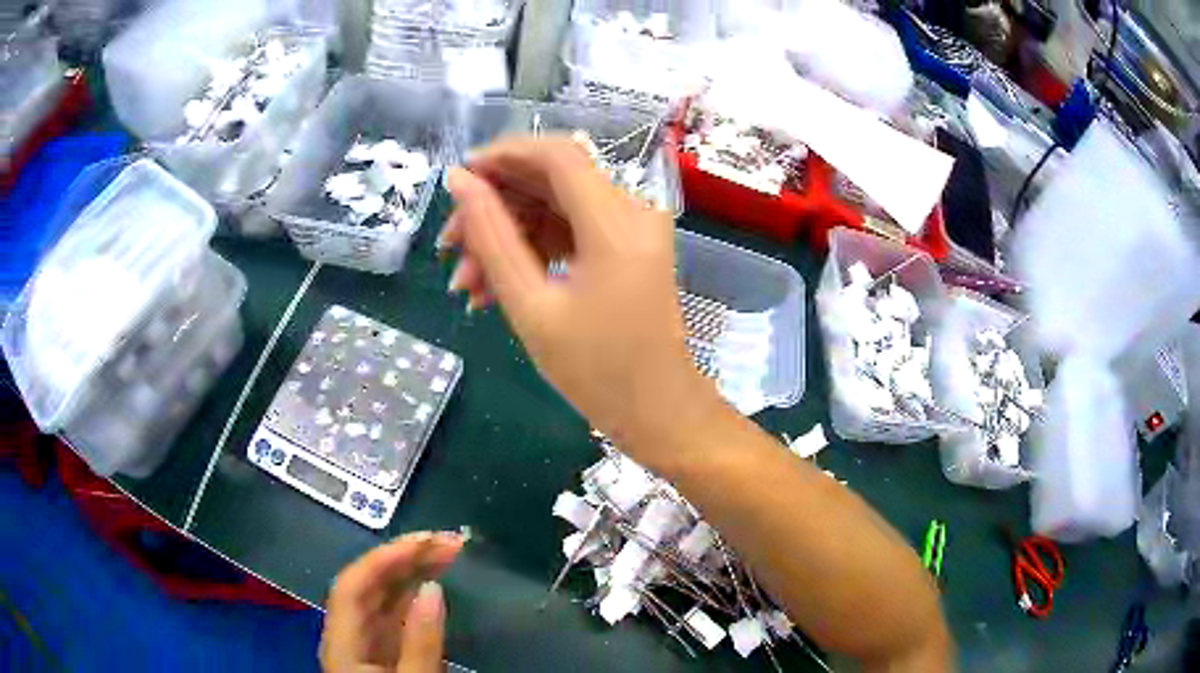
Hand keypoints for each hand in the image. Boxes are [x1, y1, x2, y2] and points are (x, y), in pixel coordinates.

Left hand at [321, 532, 463, 672]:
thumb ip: (420, 642)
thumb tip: (433, 588)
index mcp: (342, 642)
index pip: (352, 585)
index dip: (383, 557)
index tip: (424, 541)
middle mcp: (348, 636)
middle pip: (367, 586)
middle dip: (403, 558)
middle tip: (448, 541)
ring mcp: (366, 646)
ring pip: (383, 600)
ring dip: (412, 573)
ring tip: (447, 554)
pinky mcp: (384, 656)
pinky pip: (396, 617)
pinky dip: (415, 598)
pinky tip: (435, 588)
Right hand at [439, 137, 715, 453]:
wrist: (657, 410)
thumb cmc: (597, 372)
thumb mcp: (531, 306)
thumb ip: (492, 237)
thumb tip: (460, 182)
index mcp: (616, 223)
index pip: (557, 156)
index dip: (503, 155)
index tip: (459, 178)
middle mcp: (631, 212)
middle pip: (552, 180)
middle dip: (495, 206)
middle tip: (449, 246)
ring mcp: (632, 229)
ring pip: (555, 207)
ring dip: (507, 235)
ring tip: (465, 282)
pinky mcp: (626, 247)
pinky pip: (570, 231)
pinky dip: (531, 251)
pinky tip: (492, 287)